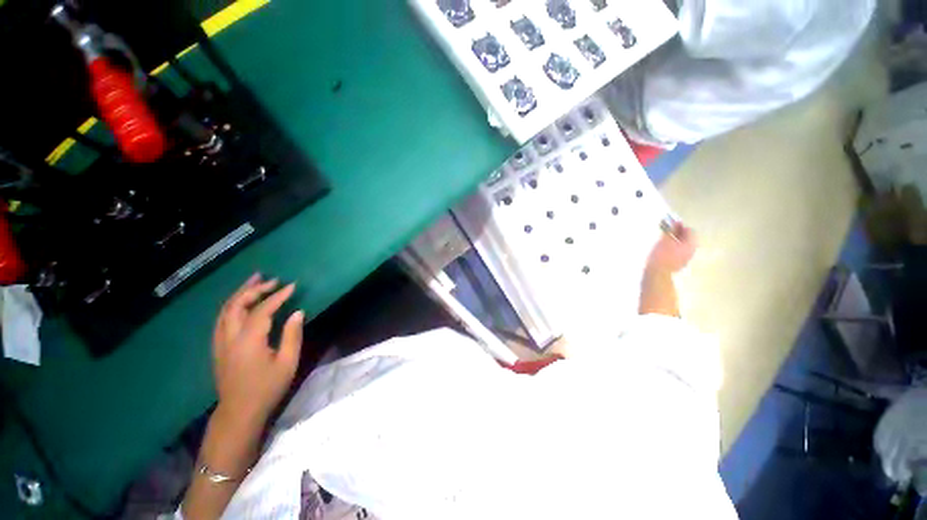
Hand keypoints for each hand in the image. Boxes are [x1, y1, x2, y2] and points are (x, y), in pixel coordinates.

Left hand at [212, 274, 303, 421]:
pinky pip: (222, 319)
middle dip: (254, 289)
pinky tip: (242, 303)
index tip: (292, 285)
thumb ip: (292, 335)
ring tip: (255, 281)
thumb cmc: (267, 388)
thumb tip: (298, 312)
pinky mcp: (218, 347)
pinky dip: (233, 305)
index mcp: (248, 341)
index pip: (262, 310)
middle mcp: (229, 338)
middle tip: (272, 280)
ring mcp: (220, 342)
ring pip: (225, 310)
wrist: (239, 412)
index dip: (277, 296)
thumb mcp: (287, 363)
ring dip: (240, 293)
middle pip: (236, 305)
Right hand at [647, 223, 696, 273]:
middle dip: (678, 234)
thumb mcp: (664, 240)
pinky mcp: (680, 264)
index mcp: (690, 244)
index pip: (690, 231)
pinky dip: (673, 248)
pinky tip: (664, 249)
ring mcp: (686, 258)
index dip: (680, 226)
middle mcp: (691, 251)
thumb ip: (671, 230)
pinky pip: (679, 252)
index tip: (671, 224)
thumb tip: (675, 223)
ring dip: (675, 241)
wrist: (657, 272)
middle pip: (687, 238)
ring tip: (664, 240)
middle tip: (667, 231)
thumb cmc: (661, 255)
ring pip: (683, 246)